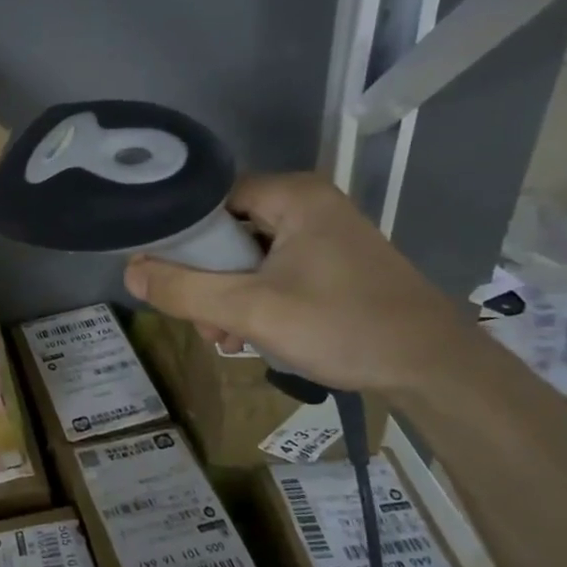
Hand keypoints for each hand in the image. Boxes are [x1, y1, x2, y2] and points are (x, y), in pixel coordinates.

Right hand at [123, 171, 475, 398]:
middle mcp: (308, 204)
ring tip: (227, 338)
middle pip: (228, 229)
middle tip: (202, 320)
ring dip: (228, 294)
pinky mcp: (335, 262)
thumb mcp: (251, 310)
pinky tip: (253, 335)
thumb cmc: (343, 327)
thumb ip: (184, 290)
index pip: (211, 198)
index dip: (181, 235)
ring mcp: (325, 233)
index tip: (166, 275)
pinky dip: (257, 298)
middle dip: (206, 277)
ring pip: (249, 254)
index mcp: (292, 196)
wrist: (436, 371)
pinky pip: (275, 269)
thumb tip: (129, 270)